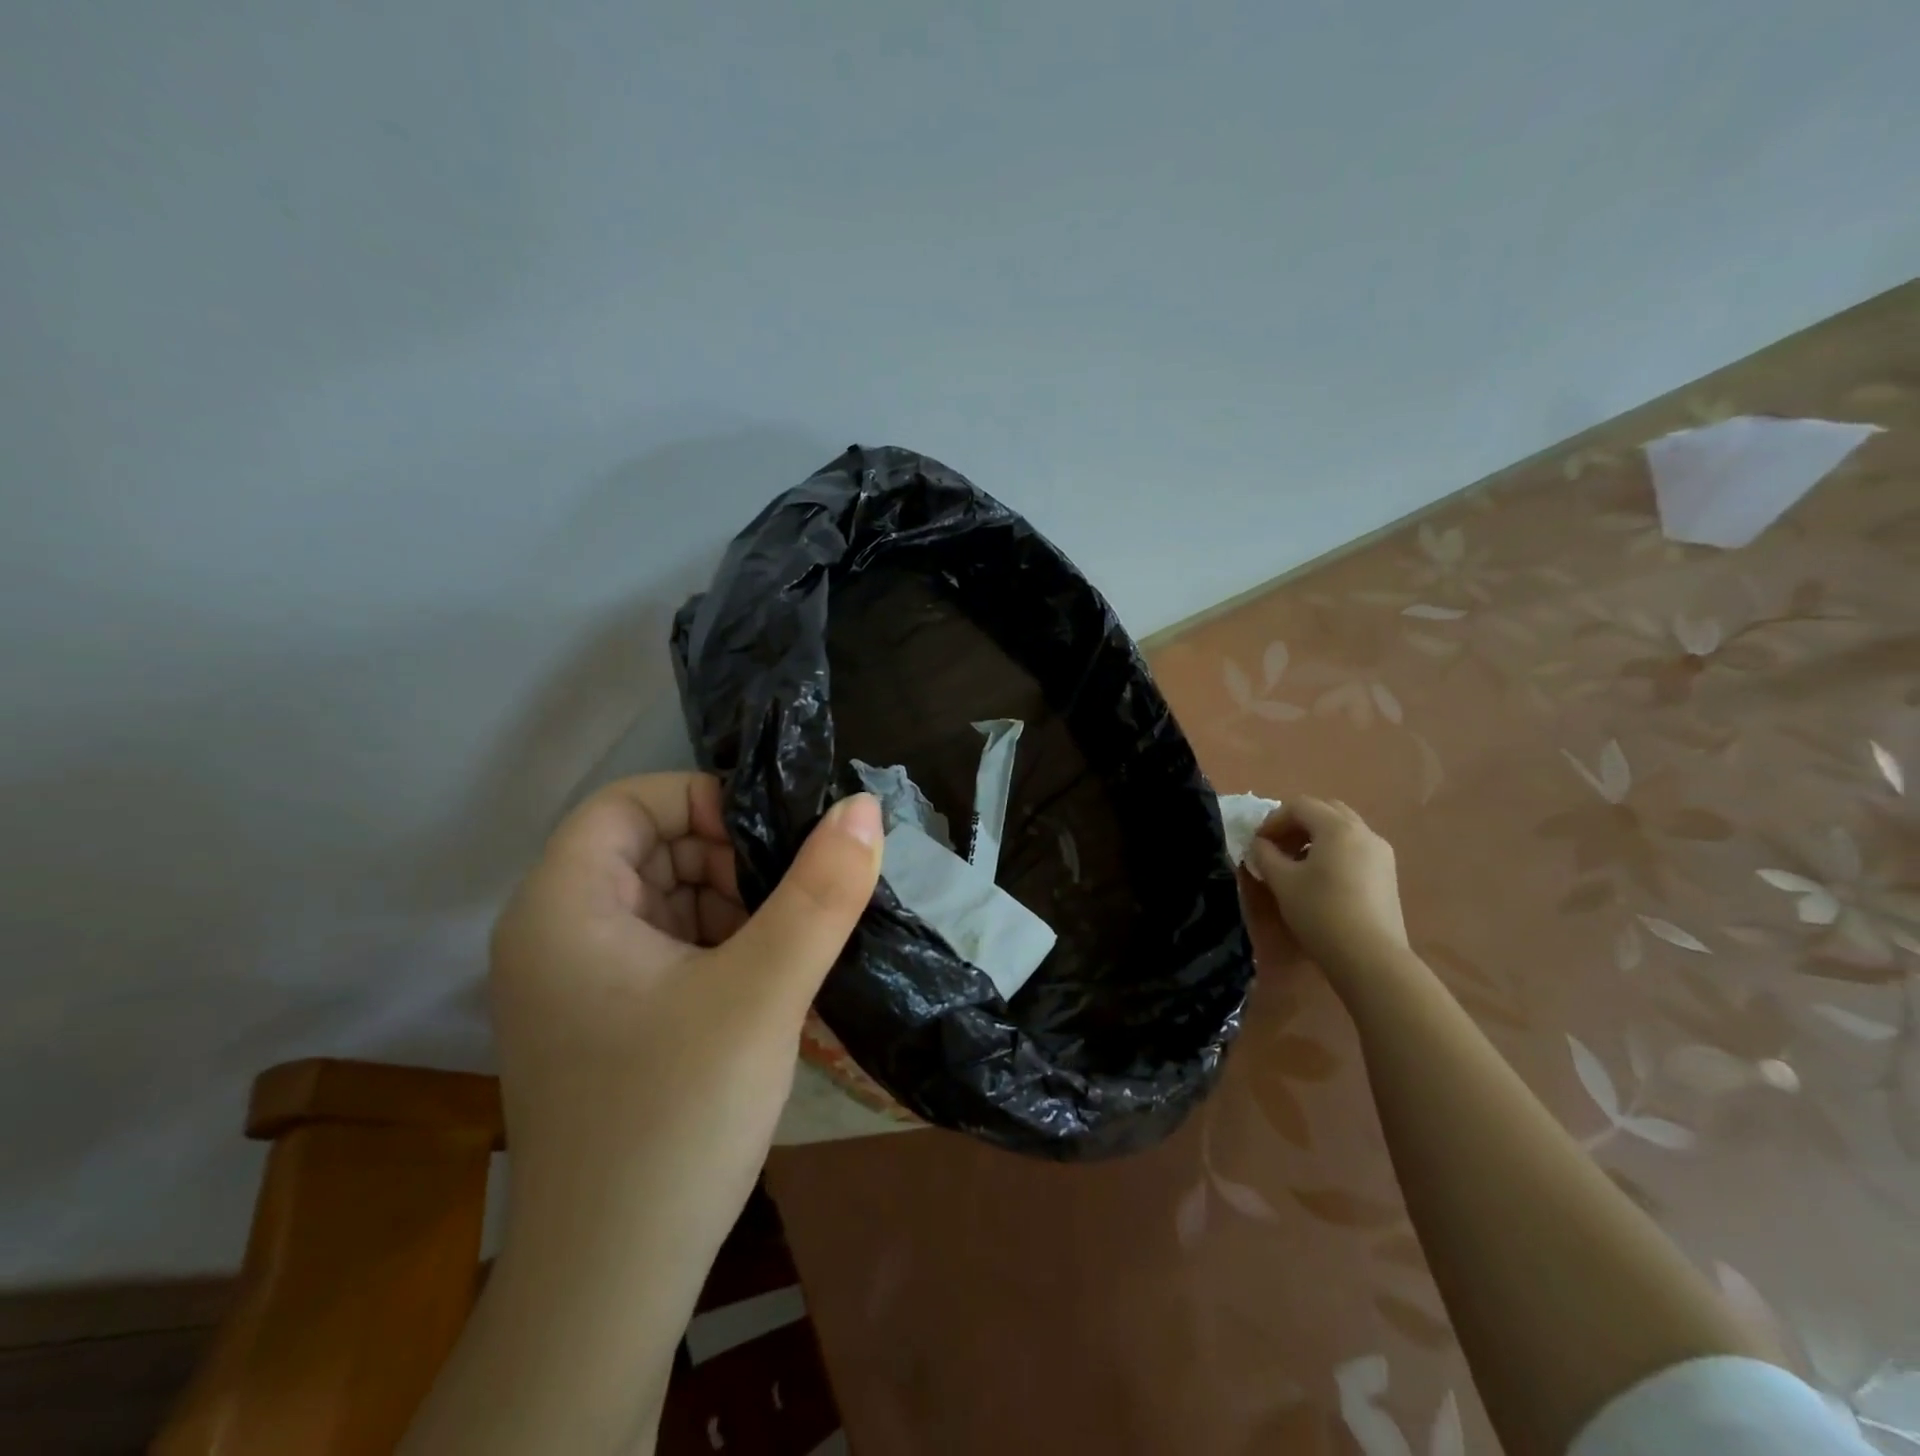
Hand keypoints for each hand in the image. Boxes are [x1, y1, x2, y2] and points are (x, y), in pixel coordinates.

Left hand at [488, 773, 881, 1285]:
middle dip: (728, 858)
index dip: (704, 801)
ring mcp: (578, 984)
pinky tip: (768, 981)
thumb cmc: (675, 1119)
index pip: (630, 802)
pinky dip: (721, 946)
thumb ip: (820, 891)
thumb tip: (862, 806)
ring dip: (733, 905)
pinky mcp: (606, 1023)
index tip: (774, 841)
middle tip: (795, 897)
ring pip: (666, 899)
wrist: (612, 1285)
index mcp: (563, 908)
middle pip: (649, 848)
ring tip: (791, 943)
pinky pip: (668, 949)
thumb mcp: (763, 992)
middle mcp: (555, 935)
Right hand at [1244, 797, 1408, 980]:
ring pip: (1343, 829)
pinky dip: (1334, 851)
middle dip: (1297, 824)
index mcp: (1337, 827)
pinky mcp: (1388, 874)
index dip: (1273, 820)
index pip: (1299, 806)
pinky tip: (1321, 878)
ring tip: (1297, 864)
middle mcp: (1363, 832)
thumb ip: (1265, 855)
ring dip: (1315, 837)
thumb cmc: (1320, 913)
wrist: (1370, 957)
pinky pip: (1355, 847)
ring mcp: (1381, 853)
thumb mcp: (1281, 882)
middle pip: (1325, 811)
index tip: (1258, 844)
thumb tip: (1260, 845)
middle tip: (1278, 847)